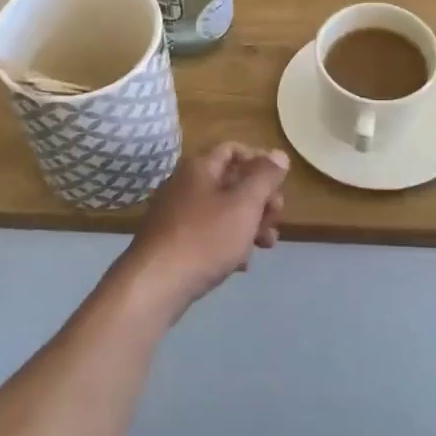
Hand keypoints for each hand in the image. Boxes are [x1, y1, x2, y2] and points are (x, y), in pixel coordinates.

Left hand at [121, 143, 288, 319]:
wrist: (155, 285)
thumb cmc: (205, 238)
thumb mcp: (244, 205)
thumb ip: (265, 177)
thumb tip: (278, 154)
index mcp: (200, 168)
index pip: (233, 150)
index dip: (260, 161)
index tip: (280, 183)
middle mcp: (186, 185)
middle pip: (231, 182)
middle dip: (260, 199)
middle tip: (276, 218)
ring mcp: (177, 215)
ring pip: (223, 211)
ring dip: (249, 224)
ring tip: (267, 245)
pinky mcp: (174, 242)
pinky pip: (209, 234)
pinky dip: (228, 243)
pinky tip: (241, 264)